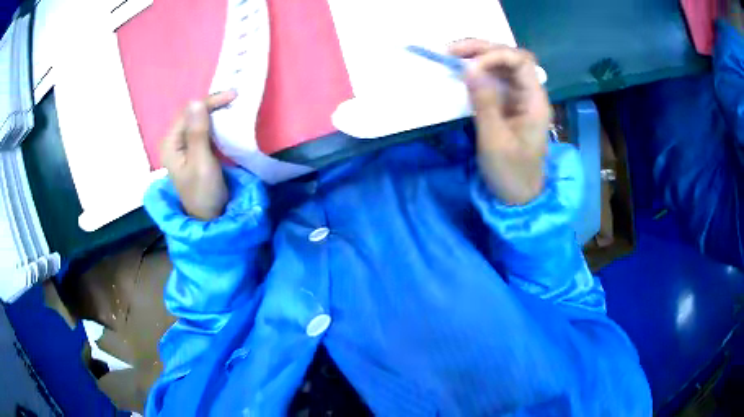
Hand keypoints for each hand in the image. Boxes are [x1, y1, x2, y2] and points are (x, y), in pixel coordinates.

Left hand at [160, 91, 236, 219]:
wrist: (209, 218)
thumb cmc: (204, 192)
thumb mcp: (201, 162)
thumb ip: (198, 133)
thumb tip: (196, 101)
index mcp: (170, 144)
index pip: (188, 113)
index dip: (209, 102)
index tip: (233, 96)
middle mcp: (173, 142)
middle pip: (191, 114)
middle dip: (212, 105)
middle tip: (235, 98)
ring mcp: (182, 147)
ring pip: (197, 120)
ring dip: (214, 113)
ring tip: (232, 106)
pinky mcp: (192, 151)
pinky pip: (201, 130)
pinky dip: (214, 123)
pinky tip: (224, 121)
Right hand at [450, 40, 550, 204]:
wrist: (518, 196)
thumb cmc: (511, 173)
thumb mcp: (495, 141)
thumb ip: (483, 103)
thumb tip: (468, 69)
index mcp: (535, 102)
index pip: (520, 62)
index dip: (495, 56)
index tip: (468, 67)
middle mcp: (529, 94)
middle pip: (510, 58)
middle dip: (481, 49)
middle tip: (450, 51)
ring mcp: (518, 98)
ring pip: (500, 65)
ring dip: (477, 56)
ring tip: (451, 56)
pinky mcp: (507, 104)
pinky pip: (493, 79)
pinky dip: (476, 72)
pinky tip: (461, 72)